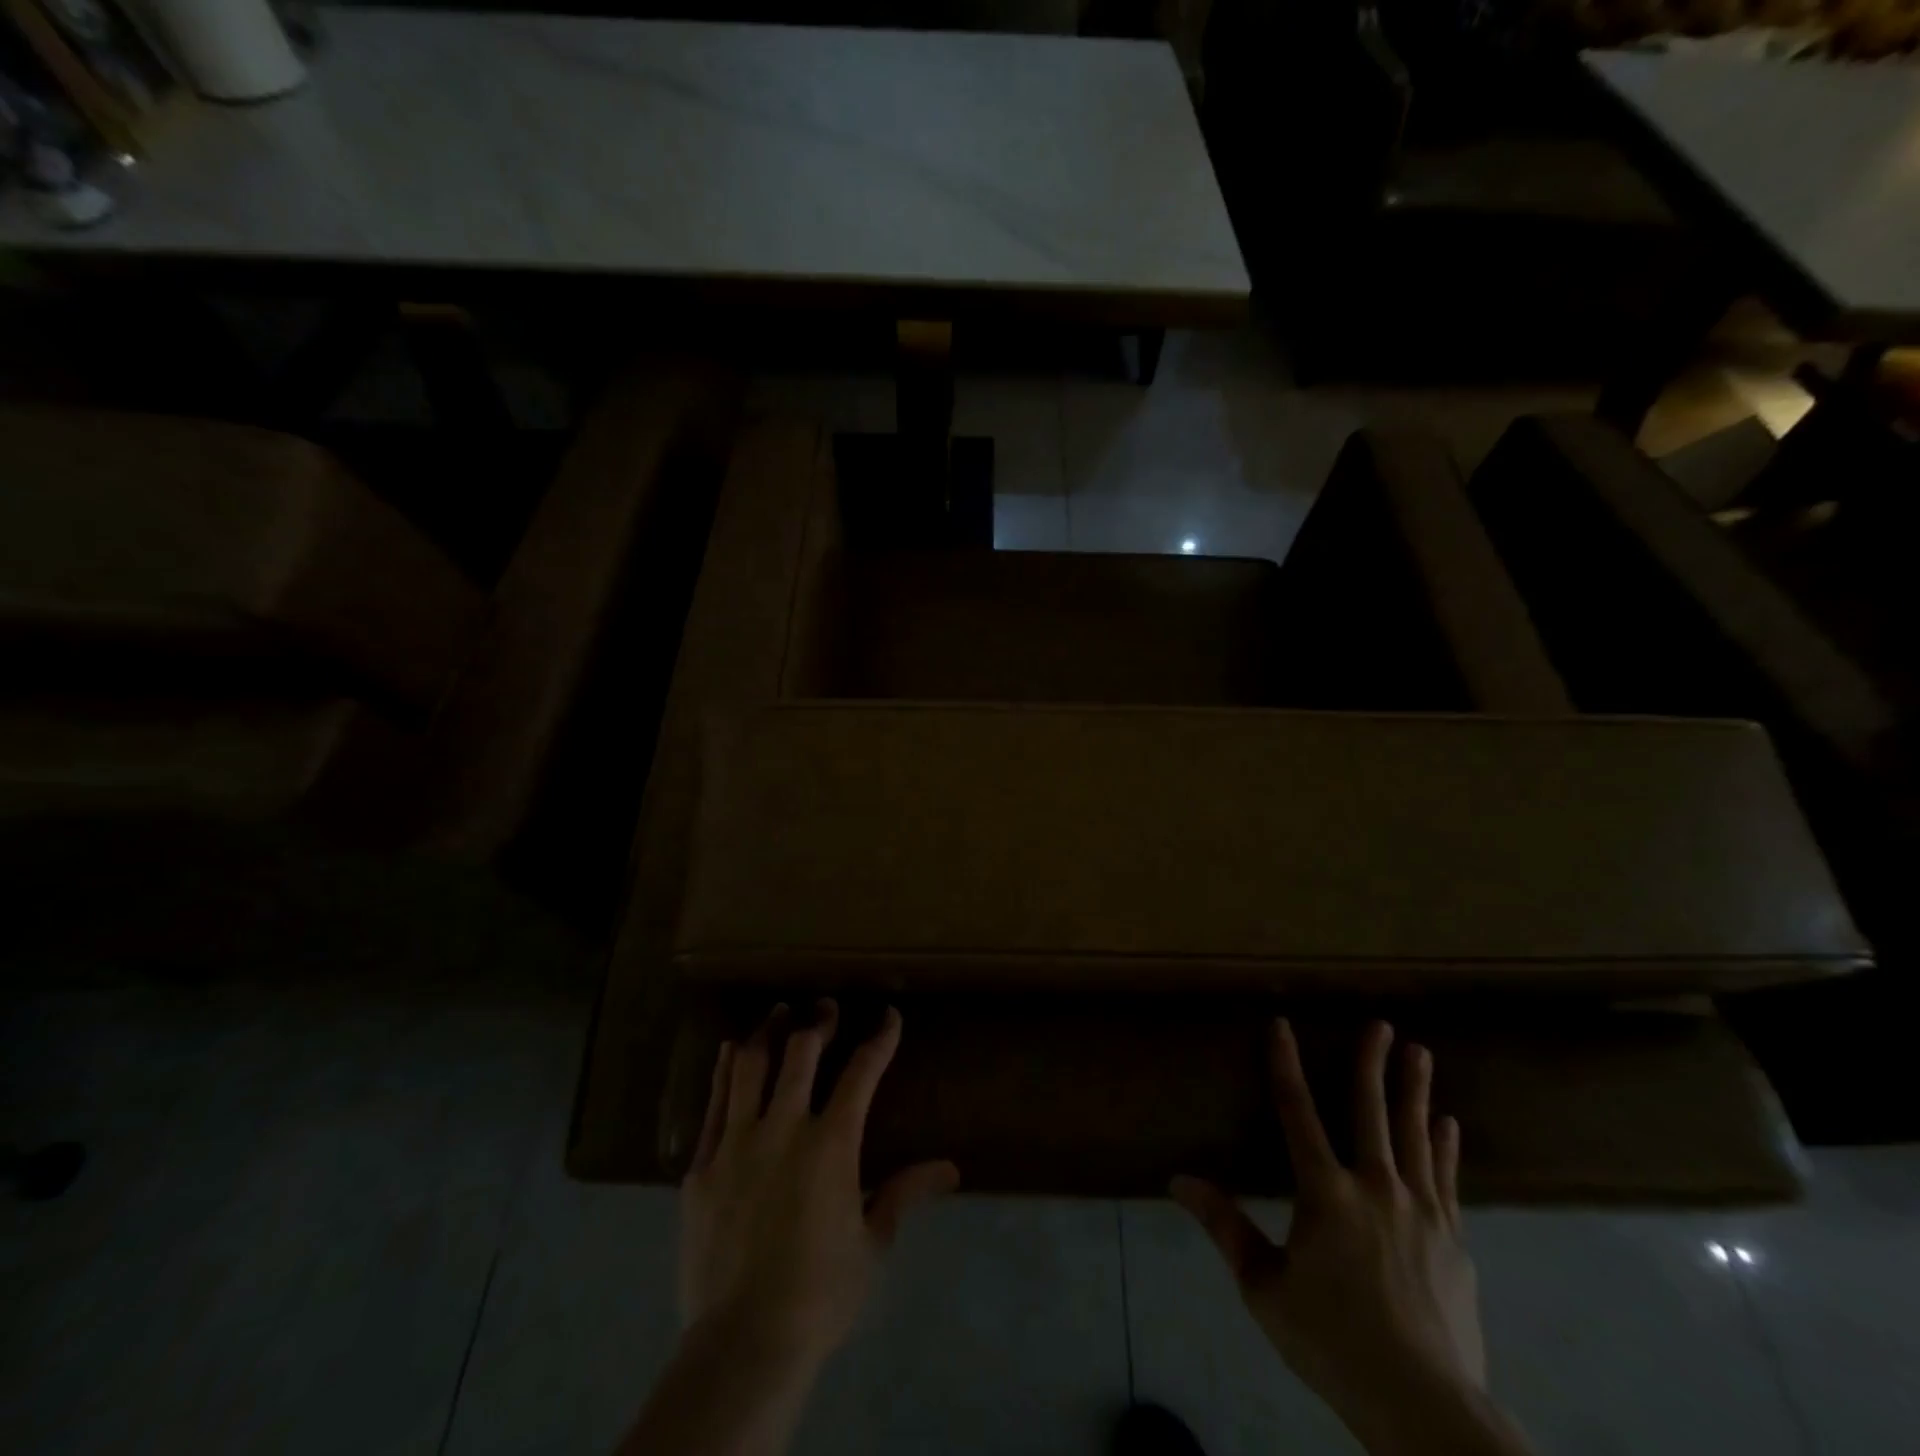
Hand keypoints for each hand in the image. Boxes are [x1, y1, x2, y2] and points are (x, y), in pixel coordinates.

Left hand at [679, 1001, 959, 1370]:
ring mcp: (736, 1143)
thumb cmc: (819, 1295)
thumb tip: (951, 1169)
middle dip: (818, 1022)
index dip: (879, 1039)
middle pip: (800, 1053)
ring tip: (778, 1012)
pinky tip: (731, 1051)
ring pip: (751, 1066)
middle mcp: (783, 1128)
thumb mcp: (872, 1245)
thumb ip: (904, 1194)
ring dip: (768, 1032)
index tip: (888, 1016)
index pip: (862, 1073)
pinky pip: (713, 1103)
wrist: (742, 1343)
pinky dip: (725, 1070)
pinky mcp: (702, 1165)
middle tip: (825, 1006)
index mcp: (831, 1144)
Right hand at [1172, 1020, 1521, 1455]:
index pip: (1297, 1112)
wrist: (1425, 1407)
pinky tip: (1448, 1124)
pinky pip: (1446, 1178)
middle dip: (1373, 1063)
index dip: (1285, 1064)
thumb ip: (1225, 1227)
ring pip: (1415, 1136)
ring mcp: (1422, 1212)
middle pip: (1372, 1111)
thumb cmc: (1333, 1342)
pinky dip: (1445, 1146)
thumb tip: (1178, 1180)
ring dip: (1416, 1091)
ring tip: (1422, 1053)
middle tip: (1382, 1023)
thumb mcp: (1264, 1288)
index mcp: (1326, 1193)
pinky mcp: (1454, 1241)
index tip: (1282, 1024)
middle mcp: (1375, 1188)